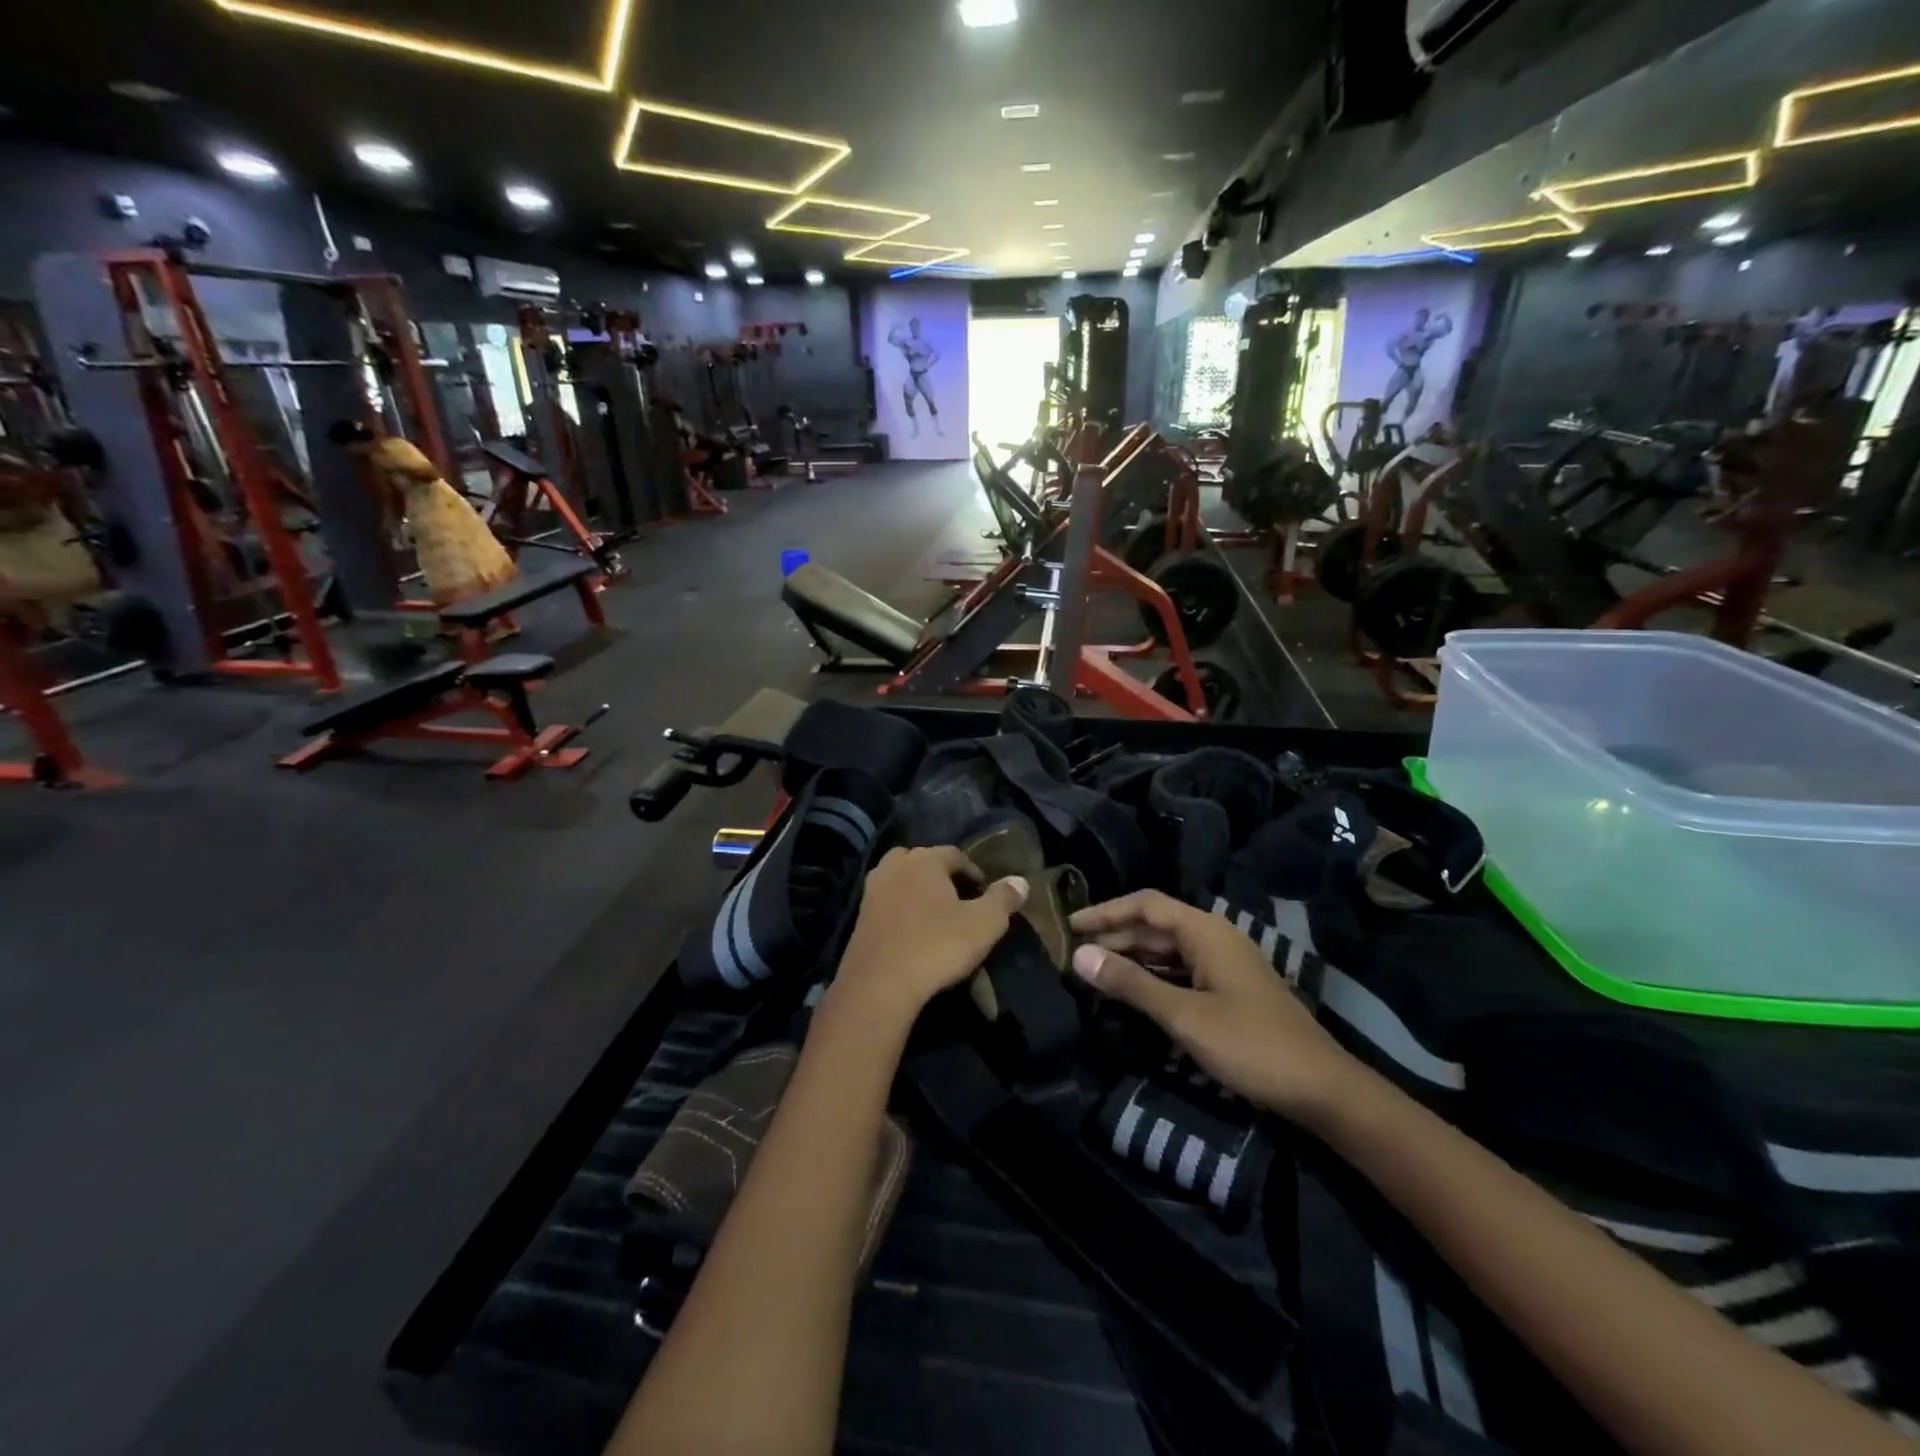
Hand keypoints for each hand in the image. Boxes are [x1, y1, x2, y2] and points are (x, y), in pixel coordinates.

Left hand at [836, 847, 1028, 1026]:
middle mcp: (895, 866)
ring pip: (902, 881)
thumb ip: (1003, 899)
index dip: (974, 873)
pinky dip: (902, 911)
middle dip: (942, 877)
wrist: (879, 985)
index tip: (986, 895)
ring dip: (919, 893)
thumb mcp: (984, 924)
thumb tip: (1021, 881)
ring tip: (936, 918)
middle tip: (959, 902)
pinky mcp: (859, 917)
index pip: (955, 854)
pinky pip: (888, 903)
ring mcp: (872, 890)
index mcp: (925, 859)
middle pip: (924, 862)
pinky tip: (913, 933)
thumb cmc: (936, 946)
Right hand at [1069, 890, 1363, 1125]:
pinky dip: (1153, 977)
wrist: (1322, 1089)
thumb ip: (1131, 983)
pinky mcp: (1230, 990)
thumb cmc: (1250, 1045)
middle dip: (1115, 937)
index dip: (1105, 912)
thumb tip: (1080, 956)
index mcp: (1205, 931)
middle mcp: (1215, 938)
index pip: (1145, 905)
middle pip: (1155, 926)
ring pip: (1168, 950)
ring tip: (1095, 972)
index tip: (1069, 925)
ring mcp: (1225, 964)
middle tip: (1075, 954)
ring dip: (1132, 958)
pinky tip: (1133, 992)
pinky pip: (1182, 971)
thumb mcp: (1184, 1015)